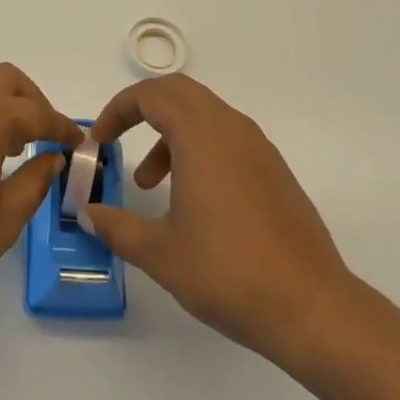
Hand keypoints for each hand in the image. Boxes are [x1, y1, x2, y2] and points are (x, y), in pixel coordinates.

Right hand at [85, 75, 353, 363]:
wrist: (312, 308)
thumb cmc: (228, 272)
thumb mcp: (160, 253)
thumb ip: (117, 227)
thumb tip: (88, 214)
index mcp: (201, 135)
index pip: (150, 95)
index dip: (117, 110)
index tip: (99, 141)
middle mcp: (230, 128)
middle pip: (178, 92)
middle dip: (142, 109)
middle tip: (118, 140)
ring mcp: (258, 147)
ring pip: (203, 114)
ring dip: (170, 133)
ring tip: (151, 183)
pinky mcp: (274, 170)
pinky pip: (226, 136)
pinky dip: (197, 148)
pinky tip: (193, 199)